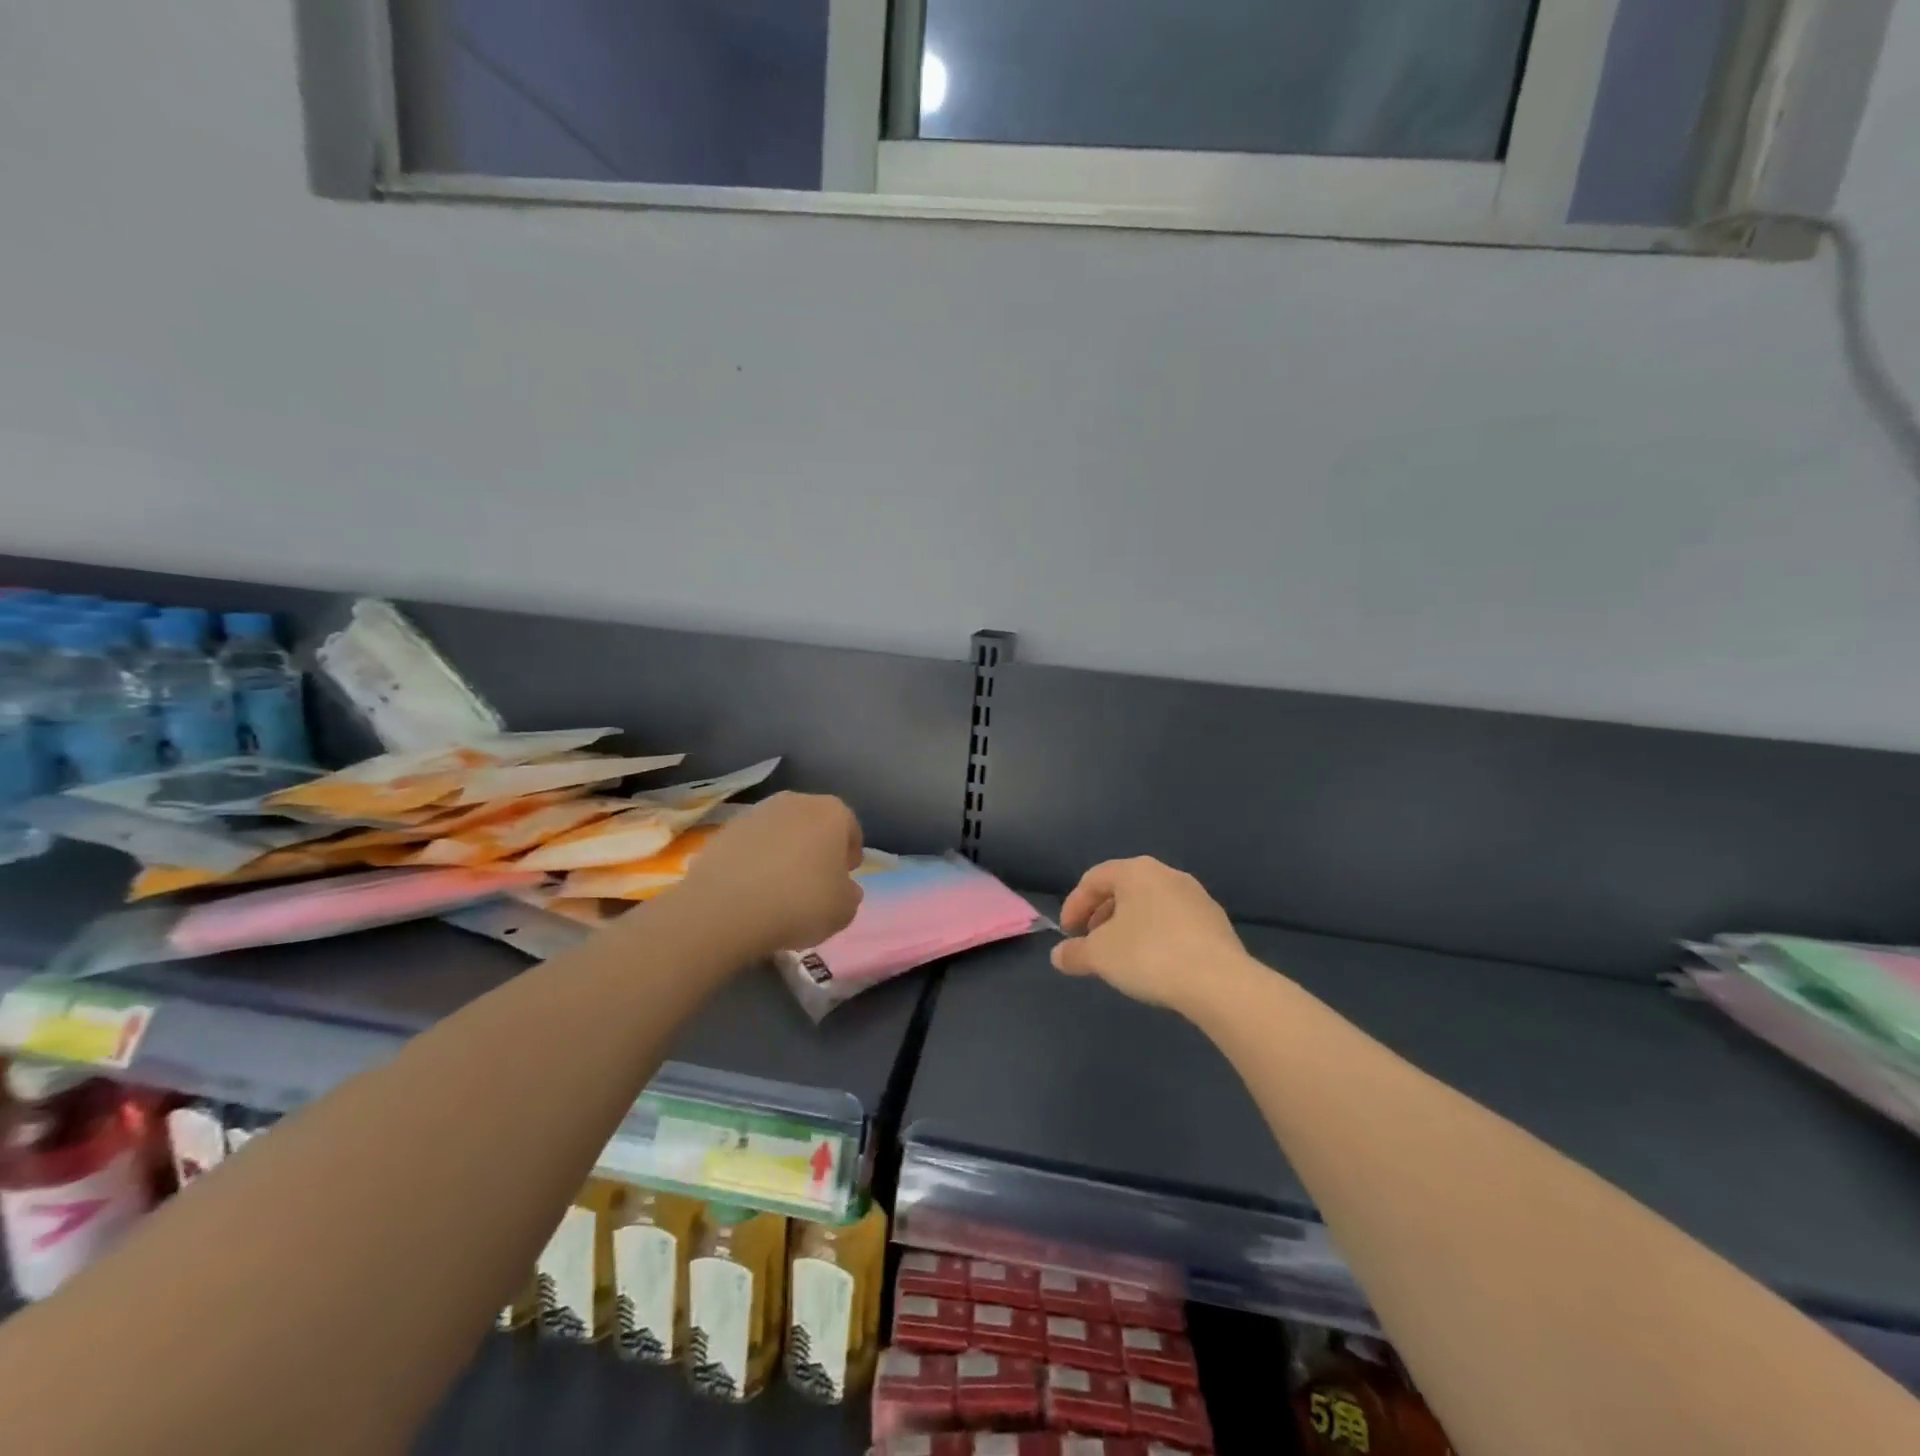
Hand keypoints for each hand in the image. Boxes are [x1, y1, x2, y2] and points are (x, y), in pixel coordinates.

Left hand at [680, 793, 864, 955]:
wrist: (727, 907)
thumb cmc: (801, 902)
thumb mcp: (844, 910)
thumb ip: (849, 894)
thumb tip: (843, 888)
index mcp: (833, 813)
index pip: (850, 829)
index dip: (850, 854)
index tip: (846, 877)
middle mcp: (796, 802)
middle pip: (814, 824)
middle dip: (817, 848)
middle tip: (815, 881)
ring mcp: (757, 812)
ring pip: (780, 831)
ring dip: (783, 852)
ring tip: (779, 887)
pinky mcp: (725, 830)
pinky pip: (751, 845)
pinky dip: (754, 860)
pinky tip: (751, 889)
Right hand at [1052, 857, 1251, 1012]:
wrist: (1219, 982)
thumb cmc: (1149, 955)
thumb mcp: (1100, 956)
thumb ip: (1075, 953)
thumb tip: (1058, 956)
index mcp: (1136, 871)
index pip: (1094, 879)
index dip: (1074, 904)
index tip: (1067, 933)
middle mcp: (1168, 874)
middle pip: (1124, 889)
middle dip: (1102, 915)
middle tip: (1091, 942)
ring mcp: (1197, 897)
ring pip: (1151, 905)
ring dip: (1130, 926)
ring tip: (1122, 956)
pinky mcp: (1216, 923)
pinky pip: (1175, 923)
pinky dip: (1156, 936)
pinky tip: (1155, 964)